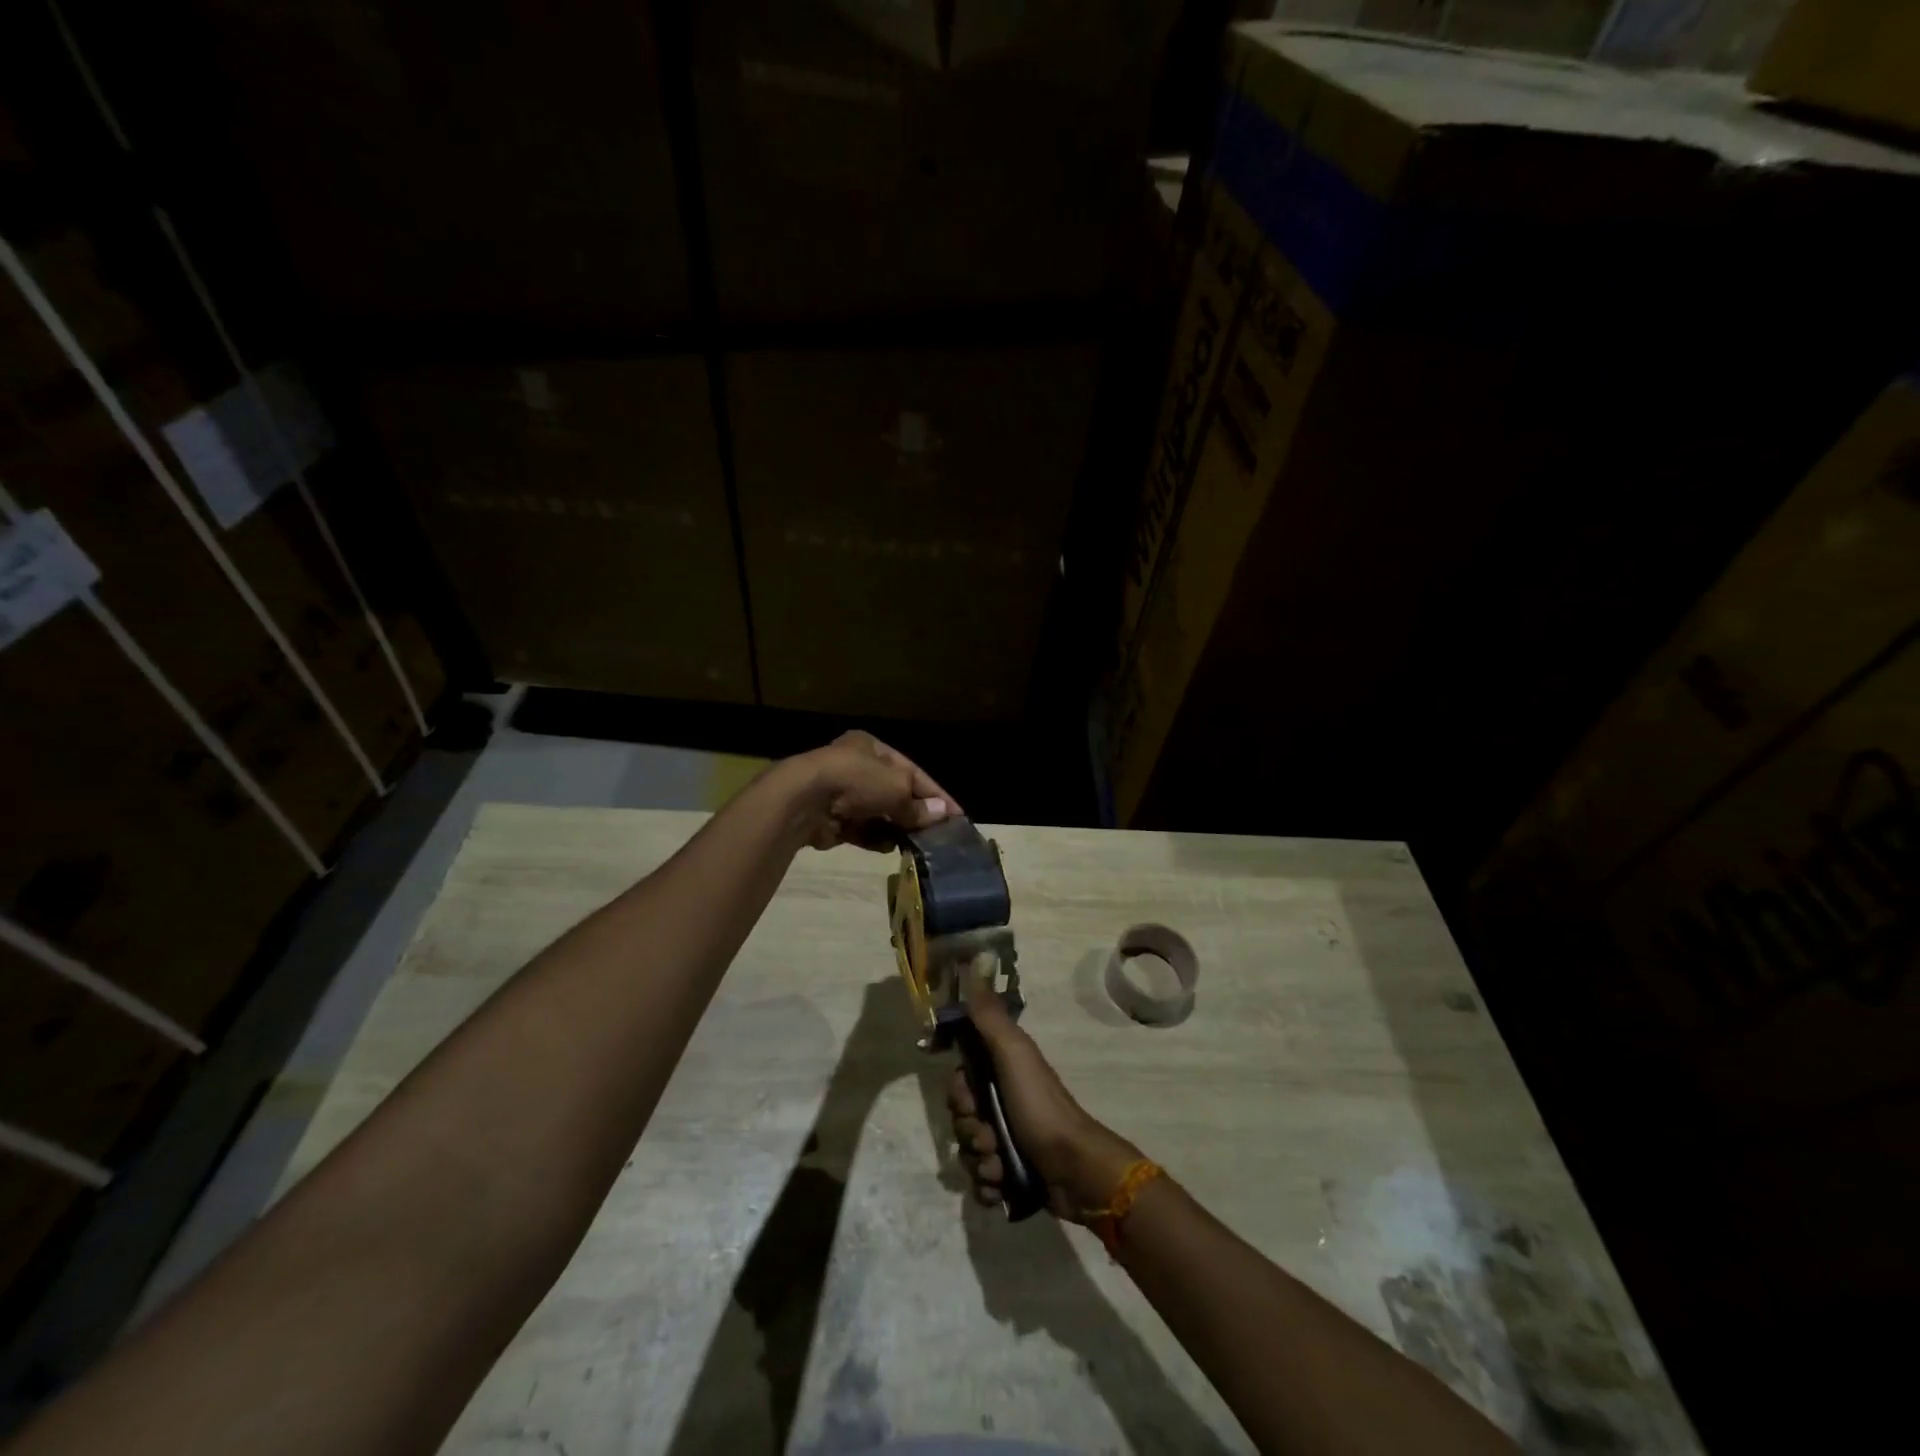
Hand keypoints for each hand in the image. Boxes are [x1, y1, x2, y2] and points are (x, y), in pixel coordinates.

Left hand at [791, 730, 956, 850]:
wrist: (803, 800)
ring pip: (877, 813)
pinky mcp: (830, 819)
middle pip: (894, 792)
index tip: (957, 814)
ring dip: (895, 827)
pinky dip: (874, 838)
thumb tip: (942, 814)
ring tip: (917, 844)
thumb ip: (917, 805)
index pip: (912, 770)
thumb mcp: (896, 788)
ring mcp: (841, 794)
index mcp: (871, 747)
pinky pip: (860, 830)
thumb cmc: (856, 780)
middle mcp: (856, 767)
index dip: (936, 793)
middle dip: (914, 812)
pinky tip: (889, 848)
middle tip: (937, 833)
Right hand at [948, 972, 1142, 1222]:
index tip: (967, 1099)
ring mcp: (1008, 1140)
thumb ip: (990, 1017)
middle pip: (961, 1117)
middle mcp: (1004, 1103)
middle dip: (968, 1130)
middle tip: (988, 1135)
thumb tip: (977, 963)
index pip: (961, 1077)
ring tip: (1000, 1165)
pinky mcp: (1012, 1175)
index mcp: (1003, 1072)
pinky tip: (1002, 1185)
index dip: (958, 1090)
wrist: (1075, 1169)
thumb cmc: (1040, 1106)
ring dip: (979, 1160)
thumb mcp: (1014, 1054)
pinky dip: (989, 1185)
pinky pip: (981, 1180)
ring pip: (969, 1150)